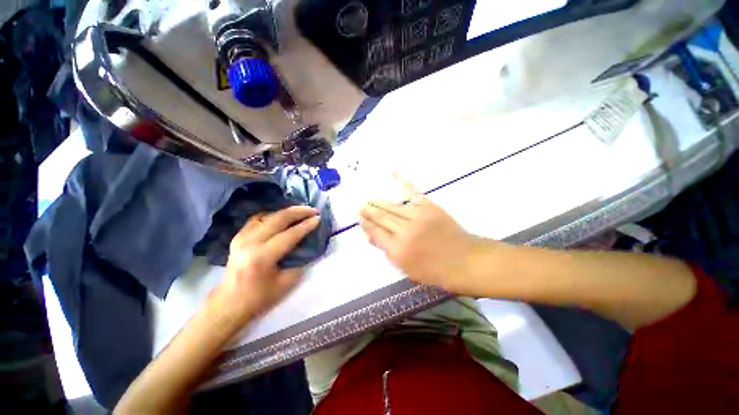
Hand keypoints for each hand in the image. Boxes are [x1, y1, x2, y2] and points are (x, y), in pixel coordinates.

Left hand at [210, 206, 320, 325]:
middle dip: (298, 212)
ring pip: (268, 216)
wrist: (230, 303)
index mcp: (262, 257)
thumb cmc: (260, 297)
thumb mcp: (286, 283)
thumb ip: (299, 261)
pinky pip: (257, 219)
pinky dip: (272, 215)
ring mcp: (241, 238)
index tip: (318, 218)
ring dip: (287, 211)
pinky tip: (281, 216)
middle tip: (312, 210)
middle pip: (278, 219)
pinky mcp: (238, 237)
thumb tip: (307, 244)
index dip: (306, 225)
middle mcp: (250, 243)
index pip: (289, 235)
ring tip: (301, 210)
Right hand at [359, 177, 485, 292]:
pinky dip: (401, 180)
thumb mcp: (407, 269)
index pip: (375, 232)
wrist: (465, 260)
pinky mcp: (428, 206)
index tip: (360, 219)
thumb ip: (388, 252)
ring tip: (370, 200)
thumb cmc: (435, 270)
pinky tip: (391, 171)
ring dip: (378, 202)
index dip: (366, 225)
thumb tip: (371, 237)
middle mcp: (404, 231)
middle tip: (361, 207)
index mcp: (397, 249)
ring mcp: (416, 216)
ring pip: (391, 206)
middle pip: (381, 217)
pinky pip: (411, 191)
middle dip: (369, 211)